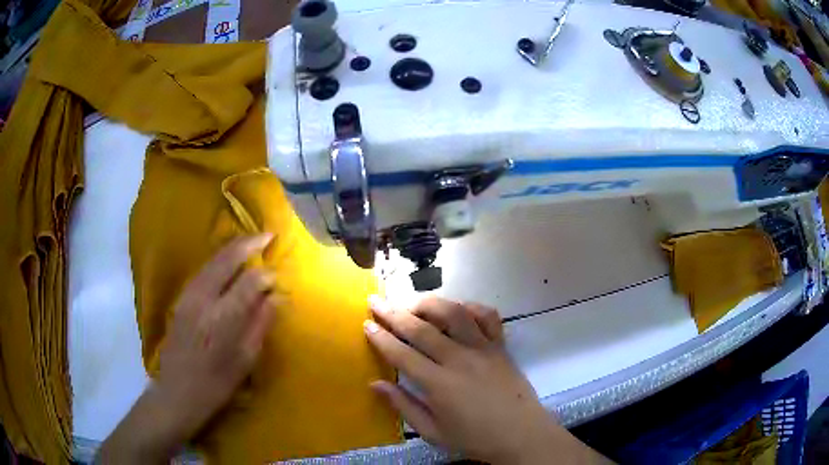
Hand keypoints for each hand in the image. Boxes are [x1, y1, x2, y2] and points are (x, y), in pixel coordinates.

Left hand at [98, 235, 277, 463]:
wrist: (177, 392)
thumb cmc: (216, 384)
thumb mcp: (245, 360)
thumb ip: (260, 324)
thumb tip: (277, 298)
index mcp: (222, 318)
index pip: (249, 282)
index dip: (266, 276)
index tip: (278, 279)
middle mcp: (203, 299)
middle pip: (227, 260)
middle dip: (249, 244)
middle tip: (267, 235)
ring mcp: (188, 296)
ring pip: (212, 260)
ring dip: (232, 248)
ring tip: (250, 241)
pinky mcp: (181, 299)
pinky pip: (203, 270)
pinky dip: (218, 259)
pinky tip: (226, 260)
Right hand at [365, 296, 607, 464]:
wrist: (521, 435)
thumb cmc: (474, 439)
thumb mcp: (433, 432)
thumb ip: (404, 406)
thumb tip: (375, 385)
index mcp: (439, 384)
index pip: (401, 354)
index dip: (381, 337)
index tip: (366, 324)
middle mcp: (459, 359)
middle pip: (421, 328)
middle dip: (393, 312)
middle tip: (376, 301)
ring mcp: (483, 349)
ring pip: (453, 313)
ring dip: (429, 303)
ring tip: (412, 303)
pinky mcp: (500, 346)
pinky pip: (487, 316)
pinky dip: (470, 307)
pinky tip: (457, 310)